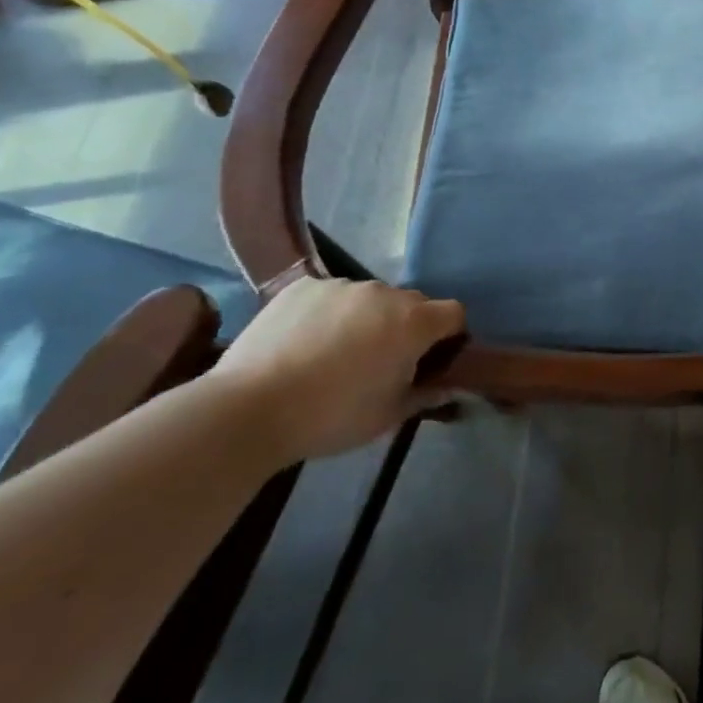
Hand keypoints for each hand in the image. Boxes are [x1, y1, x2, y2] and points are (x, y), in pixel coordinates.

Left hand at [209, 278, 464, 462]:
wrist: (249, 409)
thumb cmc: (332, 416)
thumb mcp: (387, 416)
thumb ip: (424, 396)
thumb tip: (447, 388)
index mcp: (414, 322)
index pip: (453, 313)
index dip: (449, 335)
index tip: (431, 360)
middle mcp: (384, 293)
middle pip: (412, 303)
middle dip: (406, 327)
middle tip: (381, 361)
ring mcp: (342, 285)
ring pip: (369, 299)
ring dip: (366, 319)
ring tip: (334, 354)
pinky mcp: (303, 285)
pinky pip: (331, 295)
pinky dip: (328, 313)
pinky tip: (304, 343)